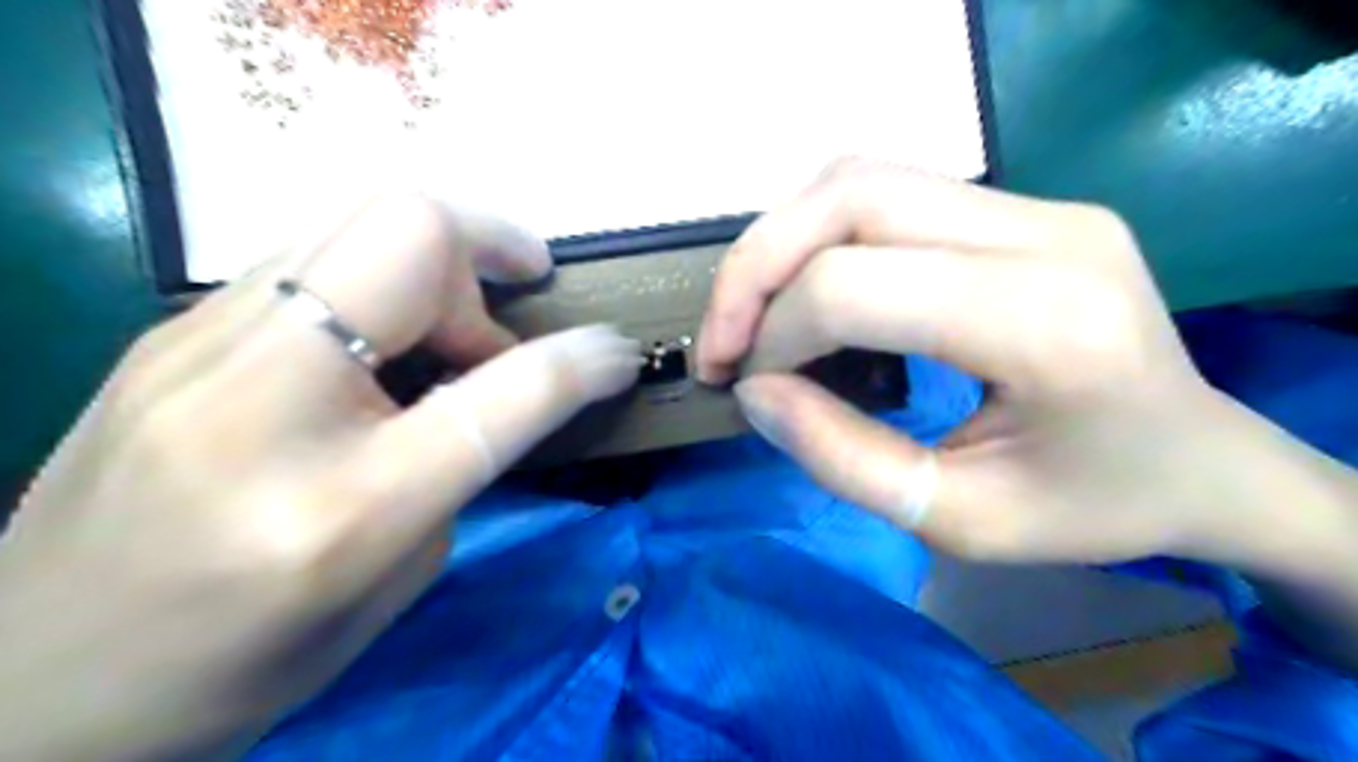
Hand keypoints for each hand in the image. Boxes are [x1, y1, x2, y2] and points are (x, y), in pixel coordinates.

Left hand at [0, 194, 643, 759]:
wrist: (32, 686)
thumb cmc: (243, 662)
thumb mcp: (397, 578)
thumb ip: (464, 459)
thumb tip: (510, 379)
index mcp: (343, 504)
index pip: (504, 391)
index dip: (581, 360)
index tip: (618, 352)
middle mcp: (263, 397)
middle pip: (410, 231)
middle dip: (491, 250)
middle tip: (510, 318)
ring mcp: (199, 344)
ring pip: (359, 219)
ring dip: (439, 265)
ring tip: (451, 334)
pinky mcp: (173, 328)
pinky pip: (315, 255)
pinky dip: (383, 280)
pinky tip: (383, 340)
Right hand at [699, 160, 1356, 574]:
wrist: (1201, 461)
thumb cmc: (1091, 509)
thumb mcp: (958, 521)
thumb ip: (841, 458)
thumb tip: (755, 391)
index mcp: (1047, 323)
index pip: (855, 285)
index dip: (775, 333)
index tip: (748, 386)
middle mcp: (1046, 233)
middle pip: (850, 198)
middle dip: (755, 268)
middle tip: (721, 341)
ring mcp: (1039, 204)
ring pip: (860, 177)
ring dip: (781, 241)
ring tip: (753, 315)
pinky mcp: (1022, 205)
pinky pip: (888, 189)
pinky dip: (820, 233)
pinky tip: (807, 289)